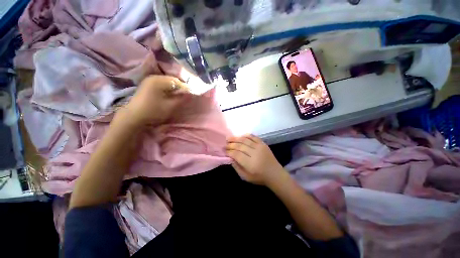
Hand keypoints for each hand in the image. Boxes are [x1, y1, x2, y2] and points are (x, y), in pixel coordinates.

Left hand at [116, 75, 189, 127]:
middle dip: (180, 88)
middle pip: (172, 80)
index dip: (186, 88)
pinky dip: (168, 89)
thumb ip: (182, 99)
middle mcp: (154, 77)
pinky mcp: (147, 85)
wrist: (134, 116)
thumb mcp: (170, 106)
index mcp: (159, 80)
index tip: (192, 94)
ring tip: (180, 96)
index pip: (177, 81)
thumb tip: (190, 94)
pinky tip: (171, 95)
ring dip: (175, 89)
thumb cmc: (153, 111)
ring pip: (167, 83)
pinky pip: (162, 85)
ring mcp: (149, 81)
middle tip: (186, 96)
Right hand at [226, 135, 286, 186]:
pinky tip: (240, 136)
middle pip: (240, 146)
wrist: (275, 174)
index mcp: (250, 164)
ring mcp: (260, 147)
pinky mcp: (263, 144)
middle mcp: (255, 153)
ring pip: (245, 140)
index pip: (236, 154)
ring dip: (236, 138)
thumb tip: (230, 157)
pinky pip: (253, 137)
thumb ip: (237, 167)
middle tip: (225, 144)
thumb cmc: (259, 177)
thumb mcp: (245, 177)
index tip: (224, 150)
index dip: (229, 151)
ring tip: (229, 138)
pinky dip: (246, 135)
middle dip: (231, 144)